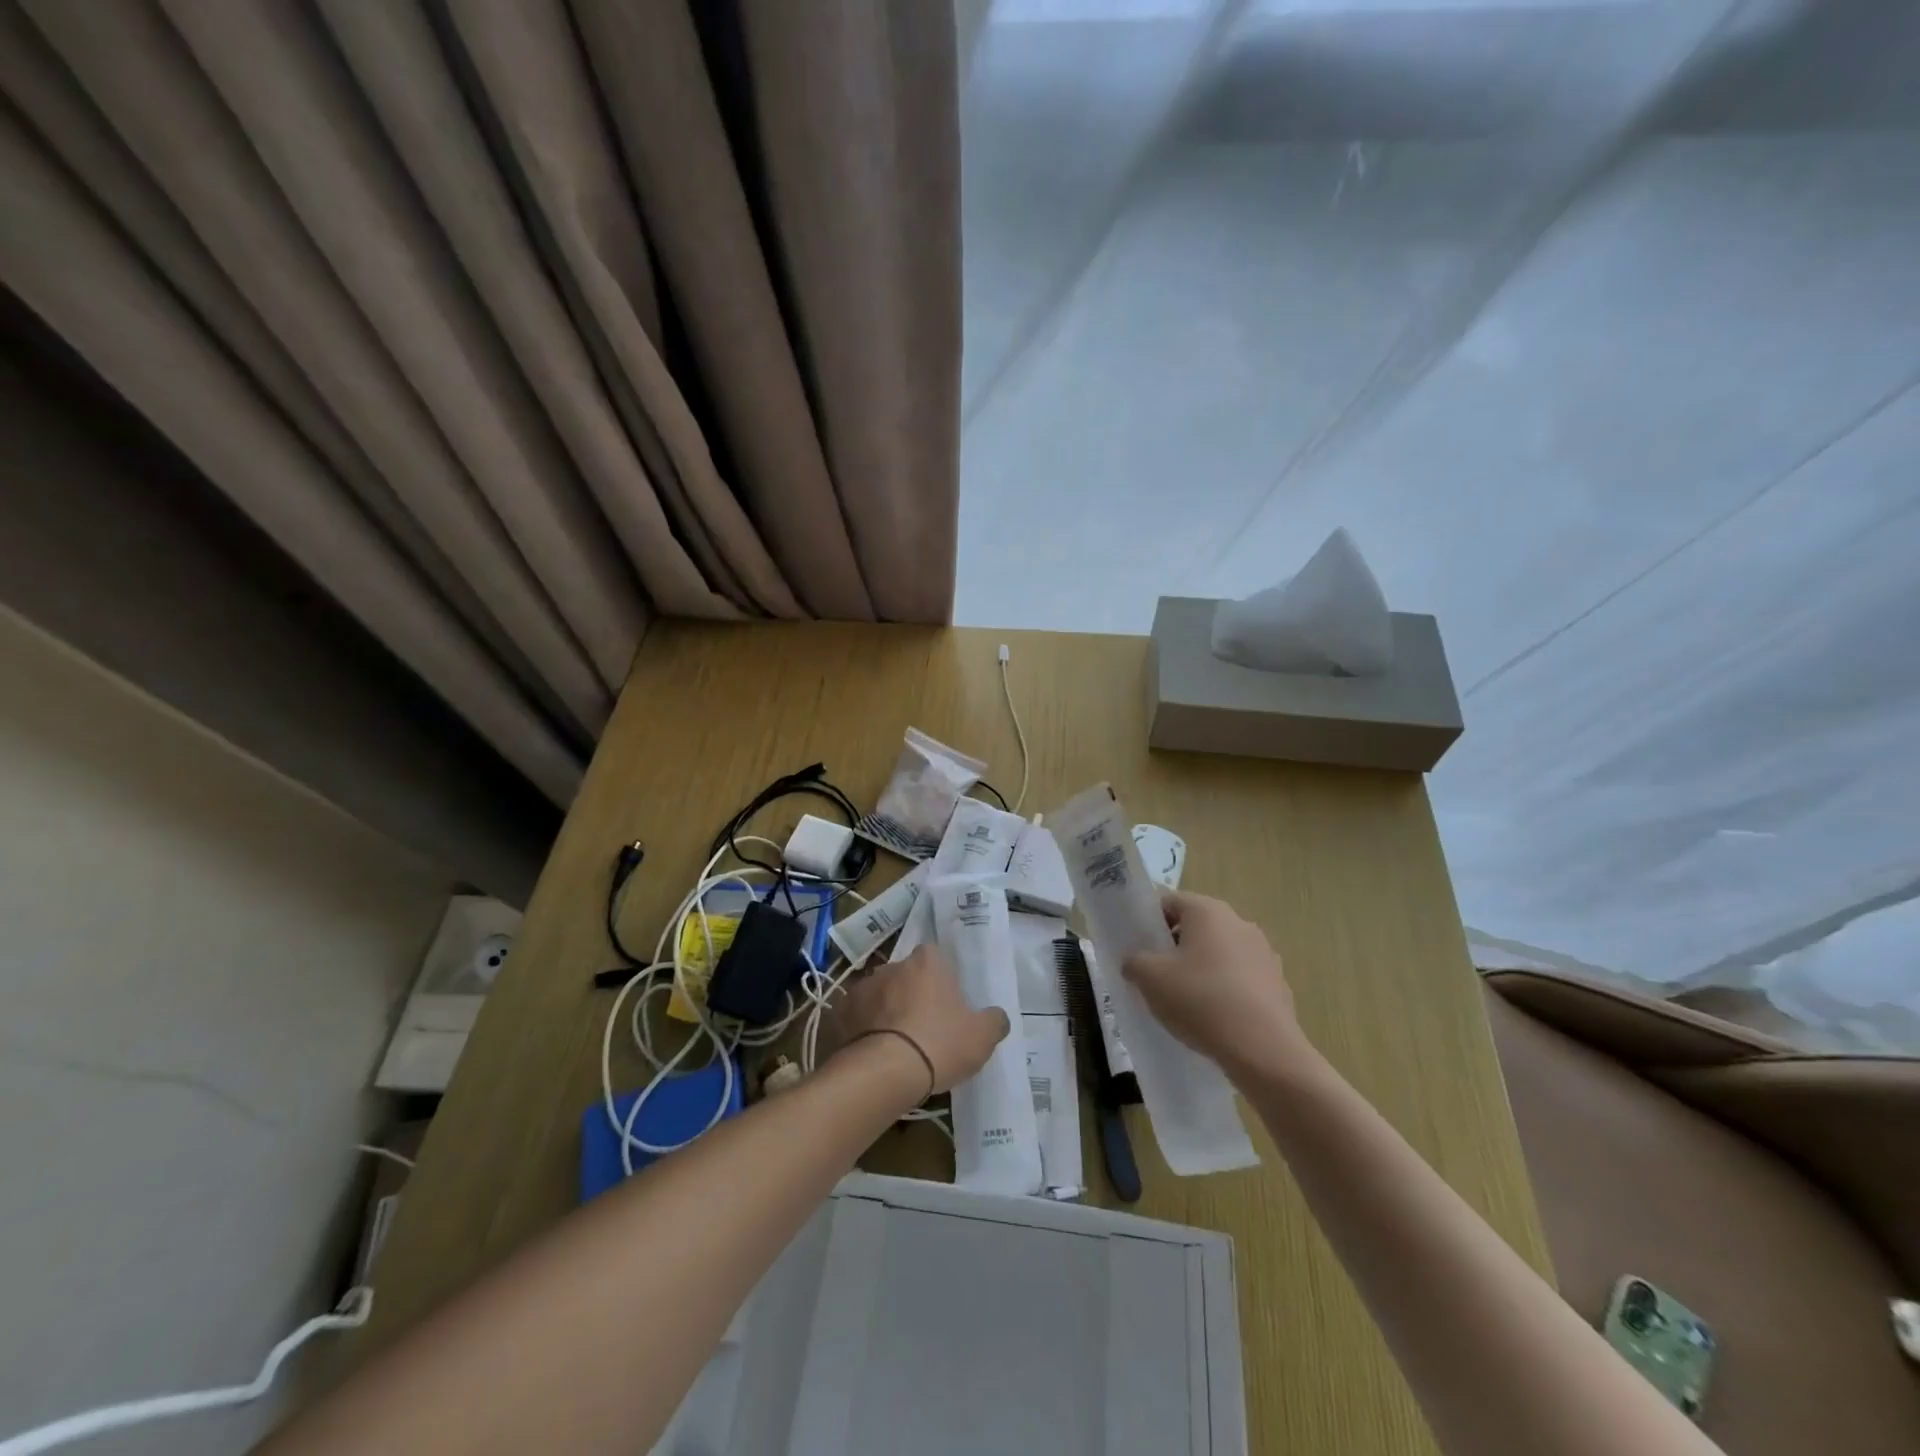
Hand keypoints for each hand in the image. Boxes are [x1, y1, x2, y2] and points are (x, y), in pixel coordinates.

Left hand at [828, 945, 1009, 1094]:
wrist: (884, 1073)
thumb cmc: (939, 1044)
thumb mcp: (982, 1037)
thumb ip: (994, 1021)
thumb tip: (997, 1017)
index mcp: (927, 961)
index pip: (936, 959)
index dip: (942, 982)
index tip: (947, 1006)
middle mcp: (892, 965)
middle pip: (906, 976)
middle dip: (912, 996)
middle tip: (924, 1029)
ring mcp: (862, 987)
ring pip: (880, 996)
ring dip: (886, 1012)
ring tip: (896, 1046)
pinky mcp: (839, 1012)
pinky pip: (856, 1017)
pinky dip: (862, 1029)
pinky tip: (872, 1053)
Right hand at [1122, 891, 1309, 1080]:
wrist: (1263, 1049)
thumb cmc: (1200, 1000)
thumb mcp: (1149, 978)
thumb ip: (1134, 961)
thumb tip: (1135, 962)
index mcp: (1208, 911)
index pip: (1169, 902)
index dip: (1150, 922)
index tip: (1140, 949)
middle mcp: (1240, 922)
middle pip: (1197, 927)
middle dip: (1176, 947)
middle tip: (1157, 976)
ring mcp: (1264, 953)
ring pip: (1221, 953)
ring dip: (1202, 968)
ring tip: (1187, 1002)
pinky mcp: (1278, 984)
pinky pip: (1242, 979)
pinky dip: (1227, 990)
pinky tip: (1216, 1018)